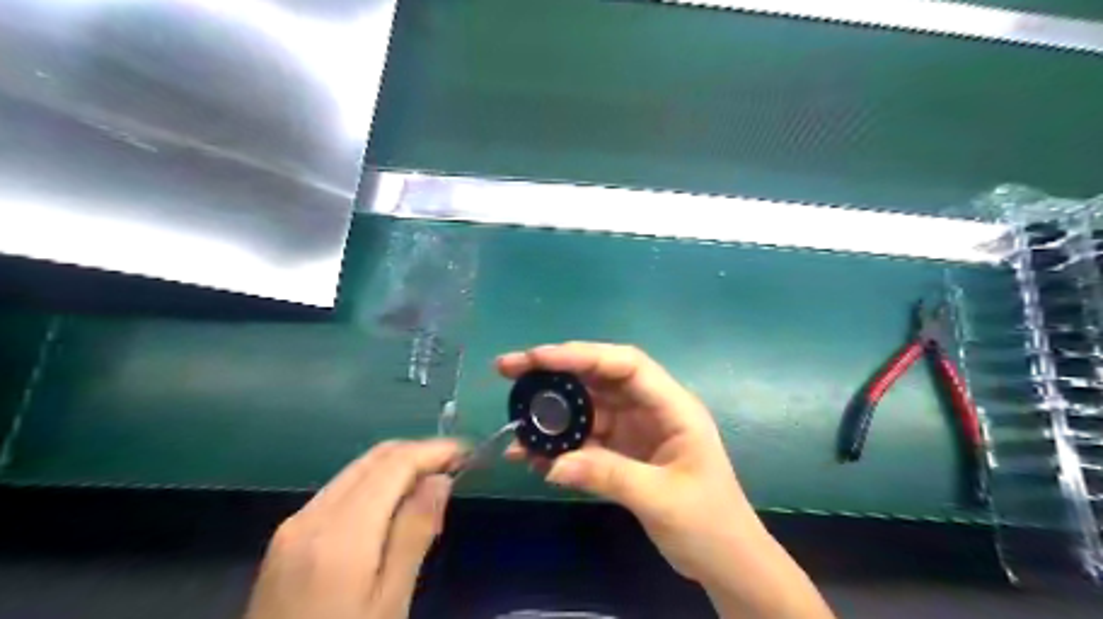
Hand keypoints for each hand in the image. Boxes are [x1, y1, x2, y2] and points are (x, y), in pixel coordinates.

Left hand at [243, 438, 460, 618]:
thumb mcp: (390, 602)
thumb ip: (414, 534)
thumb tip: (439, 479)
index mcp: (340, 534)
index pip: (394, 465)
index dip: (433, 450)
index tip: (466, 452)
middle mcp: (312, 515)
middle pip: (373, 459)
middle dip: (417, 453)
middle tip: (455, 467)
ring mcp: (295, 524)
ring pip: (357, 470)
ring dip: (397, 467)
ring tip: (431, 489)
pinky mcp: (287, 537)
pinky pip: (341, 490)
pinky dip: (375, 486)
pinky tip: (394, 509)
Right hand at [495, 343, 830, 617]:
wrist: (726, 561)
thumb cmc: (709, 525)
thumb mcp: (661, 499)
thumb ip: (609, 475)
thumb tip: (551, 465)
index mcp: (672, 407)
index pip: (625, 364)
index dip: (582, 355)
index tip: (538, 358)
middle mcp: (650, 409)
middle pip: (599, 377)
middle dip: (555, 371)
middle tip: (509, 369)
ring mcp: (634, 429)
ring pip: (587, 407)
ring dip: (551, 412)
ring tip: (514, 420)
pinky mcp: (622, 451)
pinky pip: (585, 439)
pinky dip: (559, 444)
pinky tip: (532, 455)